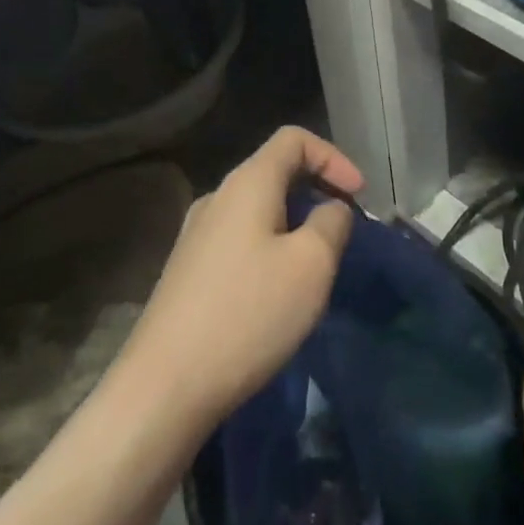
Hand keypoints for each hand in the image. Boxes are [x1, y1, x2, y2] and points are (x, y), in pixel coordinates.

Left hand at [119, 127, 361, 435]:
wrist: (164, 385)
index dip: (333, 157)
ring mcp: (196, 234)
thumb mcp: (311, 265)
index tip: (358, 196)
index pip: (294, 139)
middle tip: (345, 227)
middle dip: (317, 189)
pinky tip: (278, 288)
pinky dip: (270, 244)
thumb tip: (331, 210)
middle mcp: (217, 197)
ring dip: (294, 220)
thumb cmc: (248, 314)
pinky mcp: (188, 269)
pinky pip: (239, 237)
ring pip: (257, 207)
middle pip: (274, 170)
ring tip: (317, 260)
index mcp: (247, 183)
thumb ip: (331, 223)